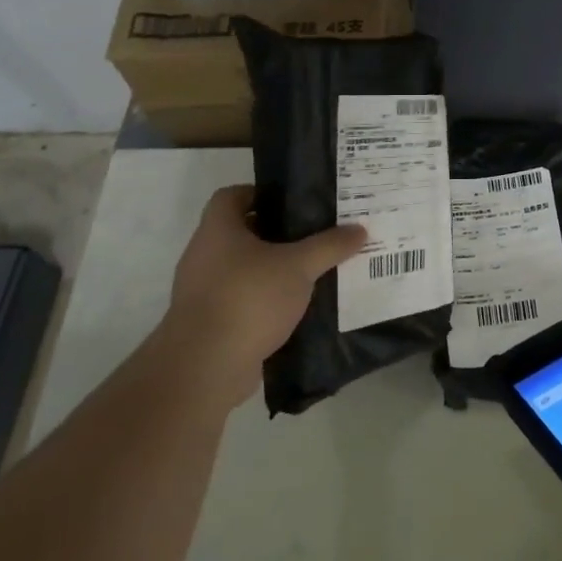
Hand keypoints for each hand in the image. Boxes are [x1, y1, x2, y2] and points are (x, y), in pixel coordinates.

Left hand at [159, 185, 364, 411]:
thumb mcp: (299, 266)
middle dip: (274, 234)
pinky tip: (293, 310)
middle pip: (239, 233)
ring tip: (309, 273)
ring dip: (270, 271)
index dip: (260, 194)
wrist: (205, 366)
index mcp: (217, 229)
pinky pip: (240, 301)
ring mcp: (202, 291)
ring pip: (241, 269)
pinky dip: (263, 302)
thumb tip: (359, 229)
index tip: (292, 203)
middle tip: (311, 236)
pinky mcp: (208, 323)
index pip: (231, 196)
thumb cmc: (248, 298)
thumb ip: (329, 246)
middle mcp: (203, 255)